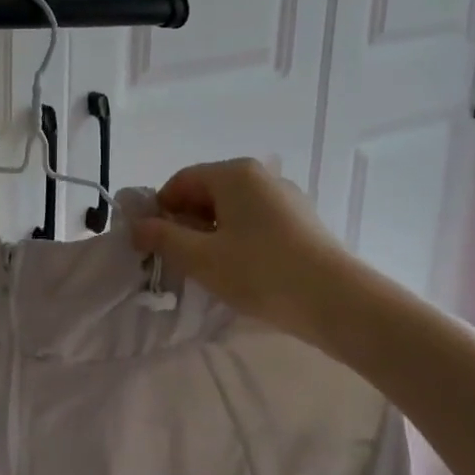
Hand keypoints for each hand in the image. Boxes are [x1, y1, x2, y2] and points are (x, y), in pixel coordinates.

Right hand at [131, 158, 343, 333]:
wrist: (337, 301)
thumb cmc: (261, 272)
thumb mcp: (201, 258)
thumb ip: (163, 238)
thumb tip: (137, 226)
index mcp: (234, 173)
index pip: (181, 181)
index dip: (160, 210)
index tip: (152, 243)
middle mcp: (261, 175)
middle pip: (208, 192)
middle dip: (186, 222)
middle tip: (178, 260)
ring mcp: (286, 197)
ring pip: (233, 209)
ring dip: (212, 233)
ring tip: (209, 269)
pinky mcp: (302, 220)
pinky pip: (257, 221)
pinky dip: (239, 238)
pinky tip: (242, 270)